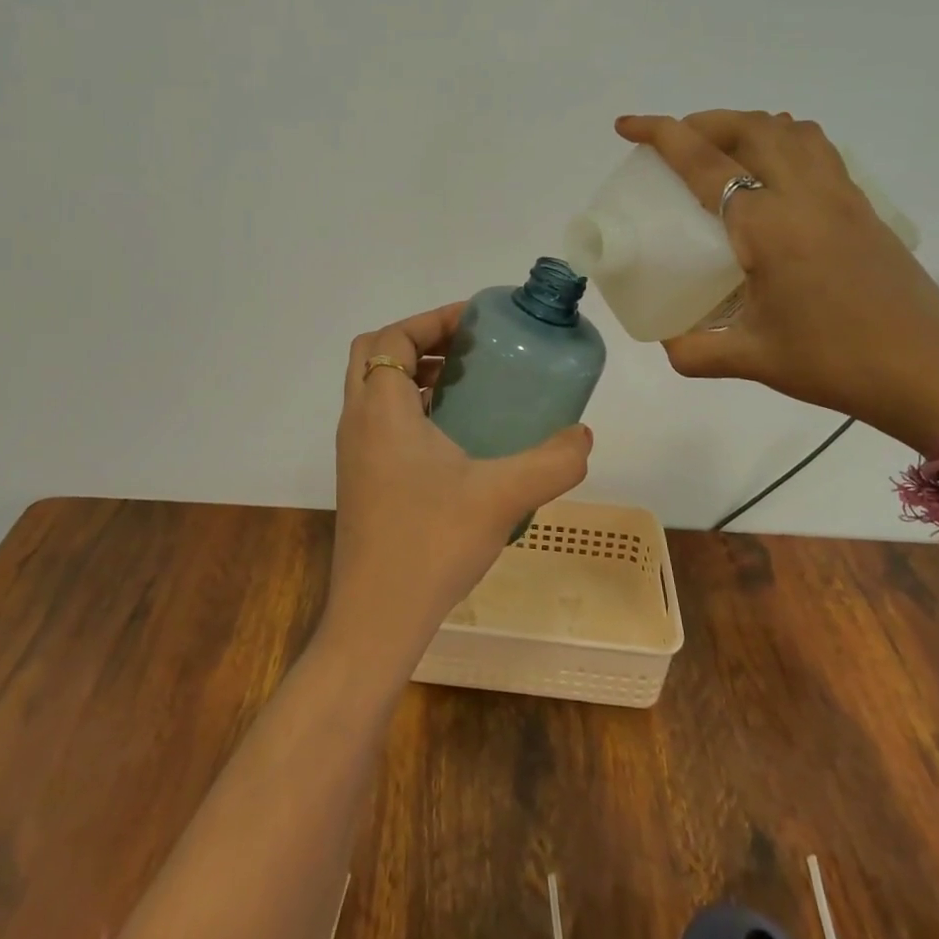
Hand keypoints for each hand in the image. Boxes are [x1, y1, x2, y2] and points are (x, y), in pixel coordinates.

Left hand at [324, 303, 592, 665]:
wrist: (377, 618)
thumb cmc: (431, 543)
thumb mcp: (503, 495)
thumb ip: (552, 461)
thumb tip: (584, 436)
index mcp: (381, 409)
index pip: (392, 338)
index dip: (431, 320)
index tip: (474, 321)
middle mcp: (358, 422)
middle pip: (375, 354)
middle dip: (419, 340)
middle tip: (468, 349)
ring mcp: (354, 453)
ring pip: (374, 389)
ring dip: (414, 374)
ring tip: (467, 385)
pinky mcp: (360, 479)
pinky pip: (379, 421)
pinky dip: (410, 408)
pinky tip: (455, 438)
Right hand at [617, 112, 938, 452]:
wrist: (933, 376)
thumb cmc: (836, 363)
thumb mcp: (754, 360)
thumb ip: (696, 350)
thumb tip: (666, 342)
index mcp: (769, 225)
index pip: (705, 162)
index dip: (661, 135)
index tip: (627, 125)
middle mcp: (806, 196)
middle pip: (751, 128)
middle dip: (704, 121)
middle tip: (675, 141)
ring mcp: (842, 197)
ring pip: (791, 131)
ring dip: (748, 126)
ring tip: (722, 151)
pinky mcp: (865, 210)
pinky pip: (820, 151)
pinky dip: (786, 142)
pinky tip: (775, 178)